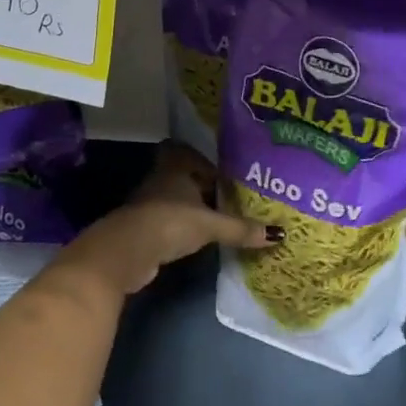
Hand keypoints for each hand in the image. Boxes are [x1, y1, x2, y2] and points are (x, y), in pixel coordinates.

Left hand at [54, 143, 273, 301]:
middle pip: (184, 178)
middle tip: (231, 199)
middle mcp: (160, 181)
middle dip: (204, 188)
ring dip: (194, 209)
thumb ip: (241, 228)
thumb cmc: (169, 223)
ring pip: (176, 201)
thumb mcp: (210, 225)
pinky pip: (170, 223)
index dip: (204, 161)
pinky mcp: (144, 230)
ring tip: (220, 221)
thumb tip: (279, 234)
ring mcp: (149, 206)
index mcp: (174, 168)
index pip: (187, 153)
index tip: (225, 176)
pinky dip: (183, 229)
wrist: (126, 252)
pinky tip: (200, 240)